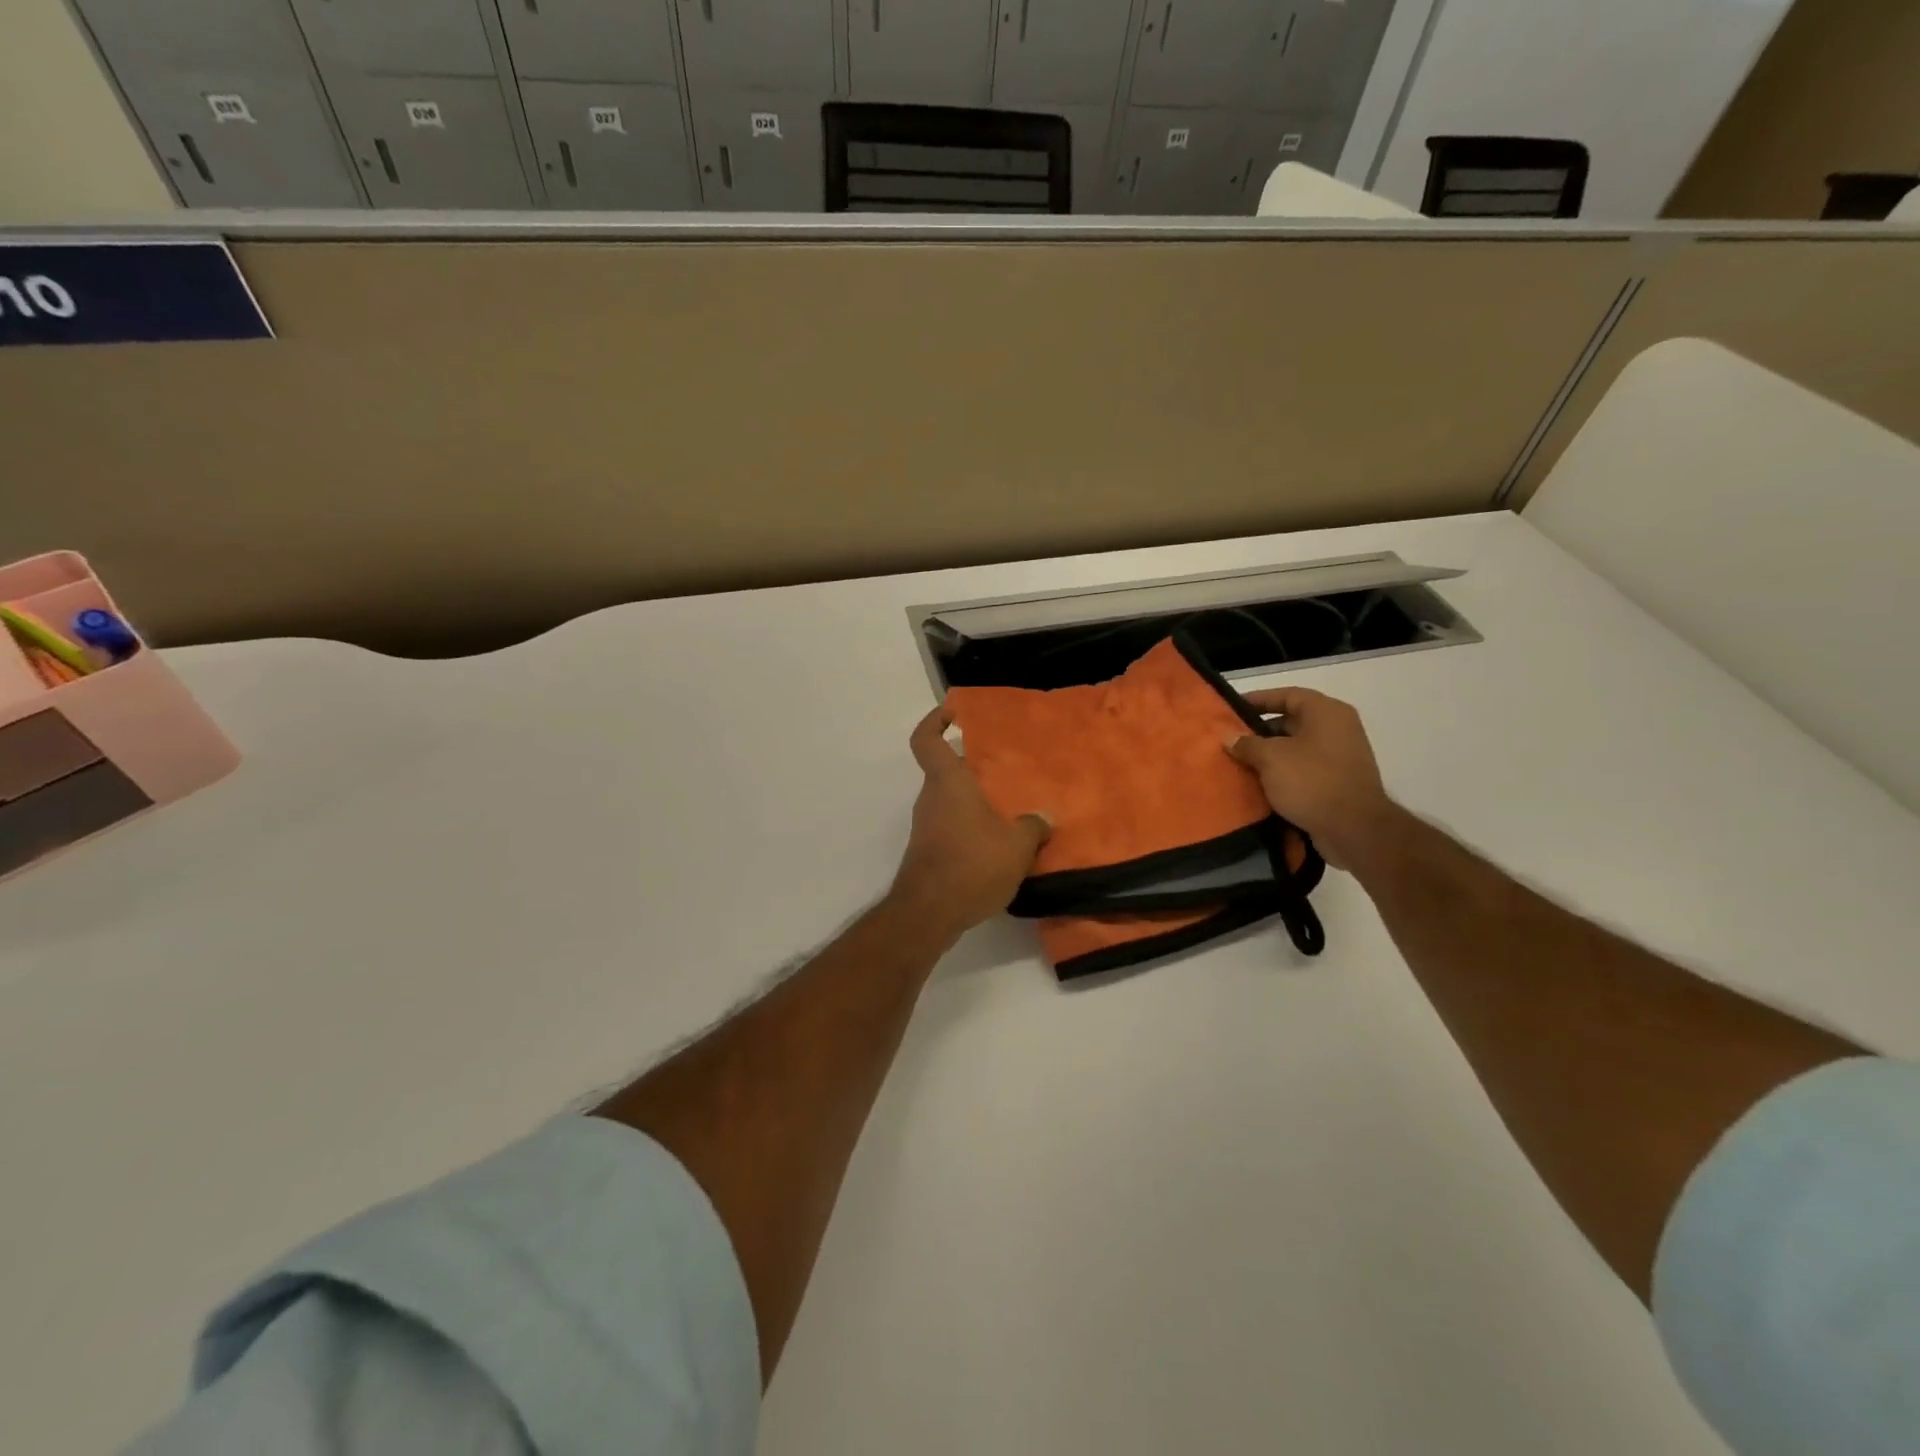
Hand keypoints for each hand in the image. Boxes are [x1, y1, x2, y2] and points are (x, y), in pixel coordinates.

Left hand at [891, 706, 1049, 936]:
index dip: (934, 720)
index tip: (953, 713)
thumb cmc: (971, 864)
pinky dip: (971, 829)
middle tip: (1007, 772)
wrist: (929, 913)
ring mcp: (926, 827)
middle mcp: (931, 799)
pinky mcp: (928, 853)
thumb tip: (1042, 818)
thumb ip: (1033, 827)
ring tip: (1012, 812)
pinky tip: (999, 847)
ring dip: (975, 803)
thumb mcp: (1017, 845)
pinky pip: (952, 828)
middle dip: (973, 769)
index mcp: (947, 783)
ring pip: (950, 802)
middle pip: (945, 772)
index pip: (925, 739)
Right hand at [1226, 687, 1399, 868]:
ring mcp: (1341, 756)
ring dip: (1269, 755)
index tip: (1231, 709)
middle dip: (1260, 731)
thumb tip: (1229, 737)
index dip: (1258, 699)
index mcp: (1326, 712)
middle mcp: (1338, 728)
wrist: (1354, 829)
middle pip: (1291, 721)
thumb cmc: (1312, 781)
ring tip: (1240, 763)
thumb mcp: (1271, 758)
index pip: (1287, 695)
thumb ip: (1247, 744)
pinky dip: (1283, 773)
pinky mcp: (1338, 782)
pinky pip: (1304, 769)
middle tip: (1231, 740)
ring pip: (1296, 748)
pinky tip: (1259, 784)